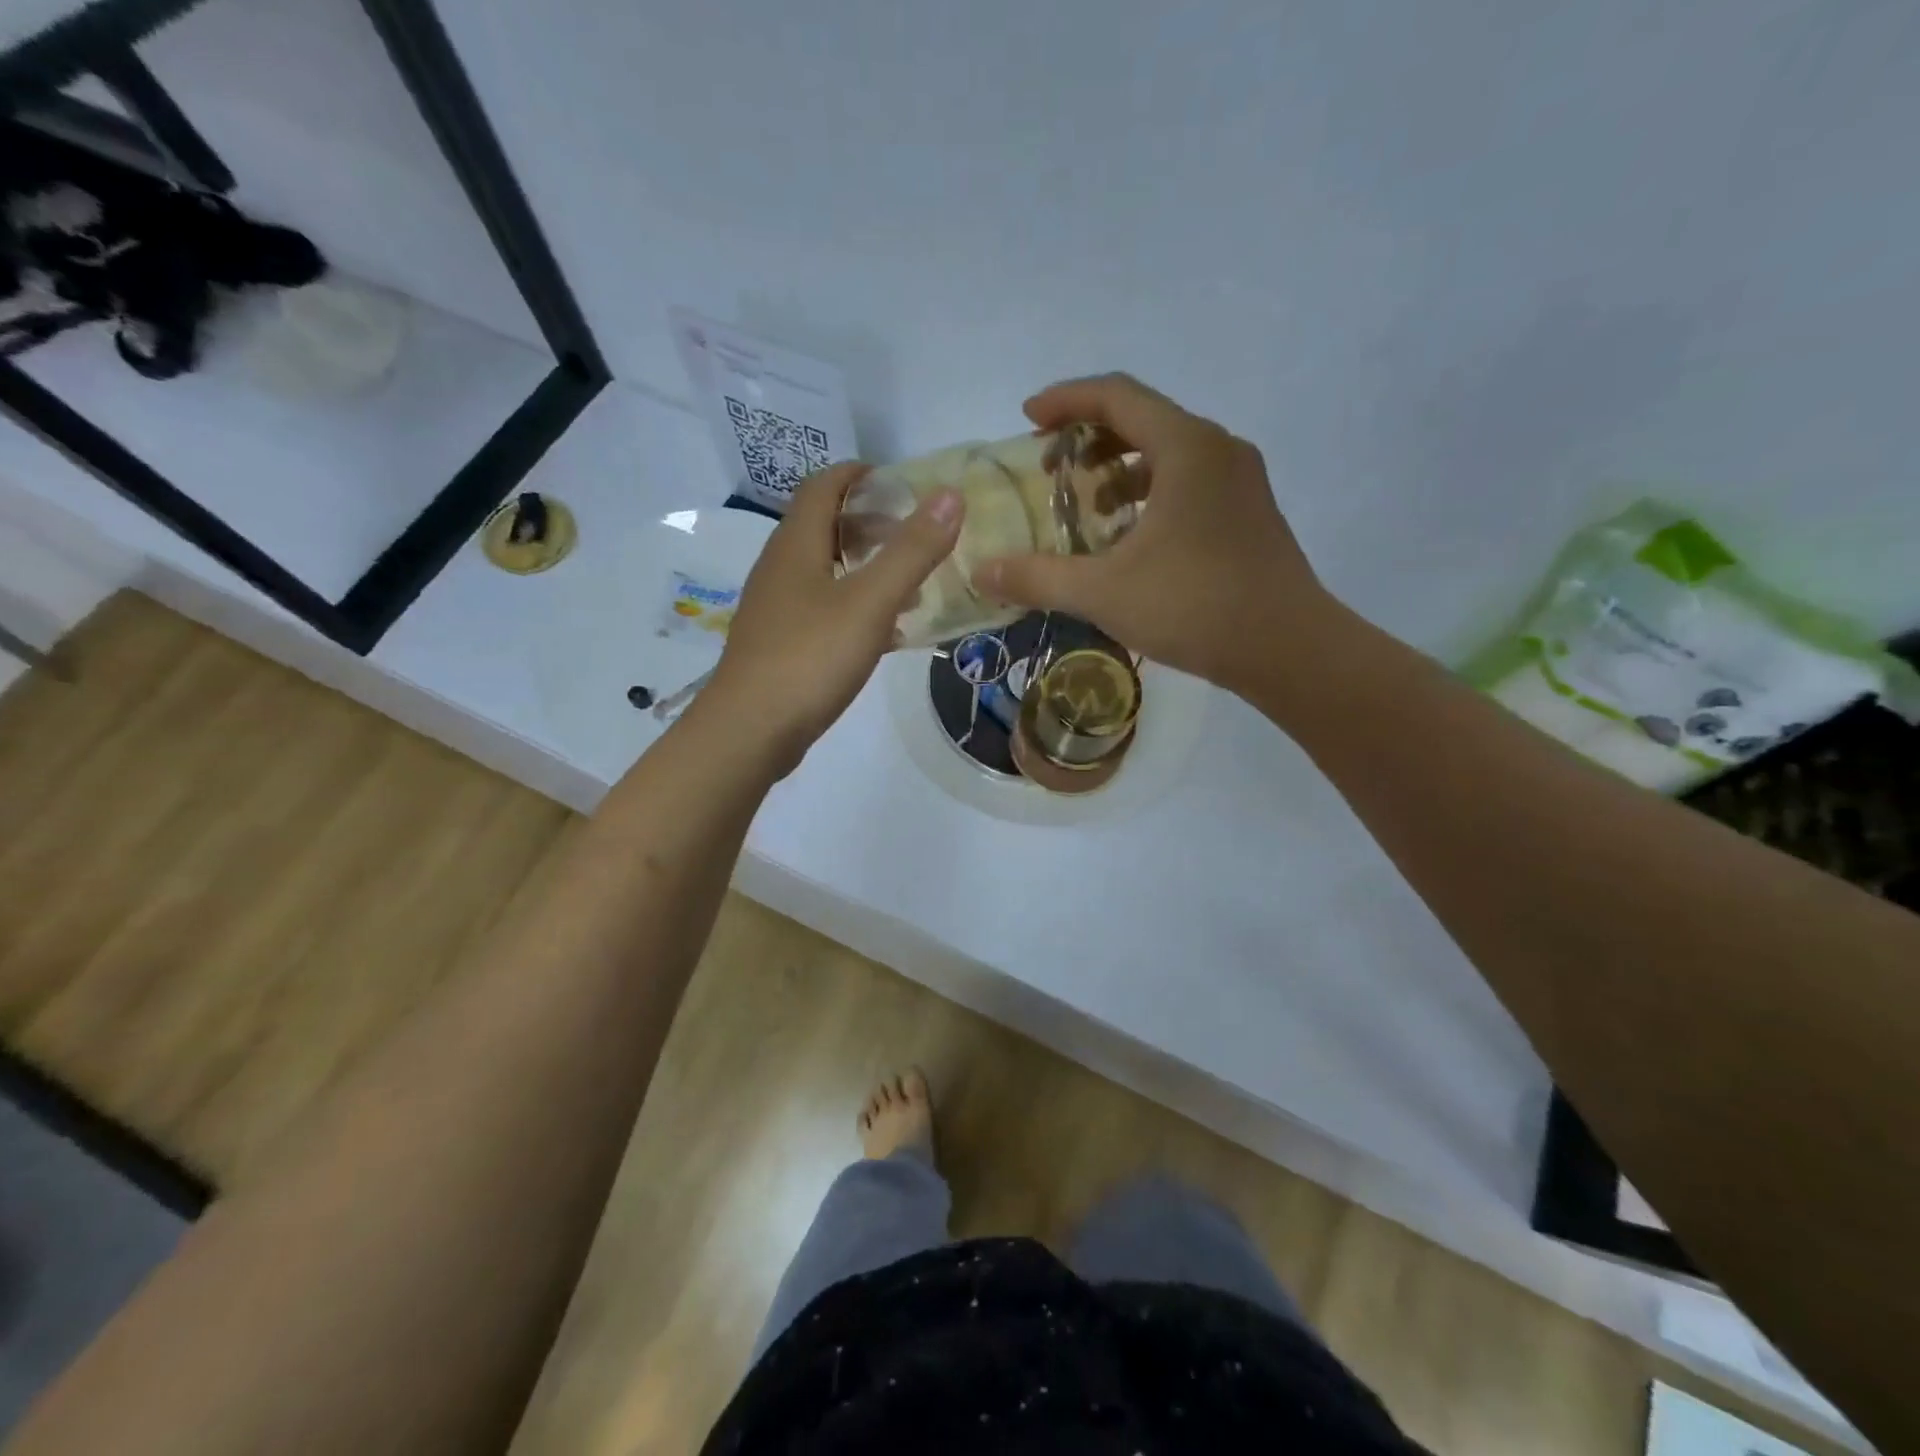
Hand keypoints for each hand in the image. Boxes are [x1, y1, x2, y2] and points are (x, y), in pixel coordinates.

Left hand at [695, 462, 963, 774]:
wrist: (750, 730)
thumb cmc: (811, 657)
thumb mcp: (870, 602)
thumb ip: (912, 551)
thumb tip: (950, 496)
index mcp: (796, 544)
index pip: (823, 485)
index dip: (860, 475)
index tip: (901, 483)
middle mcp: (779, 567)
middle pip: (822, 526)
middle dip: (869, 523)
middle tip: (913, 536)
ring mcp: (775, 608)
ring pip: (823, 570)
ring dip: (863, 567)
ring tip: (908, 585)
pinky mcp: (779, 643)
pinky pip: (820, 608)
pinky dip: (853, 605)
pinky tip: (882, 633)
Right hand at [970, 374, 1331, 694]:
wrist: (1289, 649)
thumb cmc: (1195, 606)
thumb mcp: (1103, 592)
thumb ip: (1037, 577)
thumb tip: (980, 571)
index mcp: (1186, 447)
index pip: (1116, 395)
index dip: (1065, 401)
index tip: (1027, 418)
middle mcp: (1218, 449)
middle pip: (1144, 419)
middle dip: (1089, 437)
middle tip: (1051, 469)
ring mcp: (1241, 481)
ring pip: (1169, 453)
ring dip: (1120, 469)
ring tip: (1087, 506)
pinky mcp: (1250, 513)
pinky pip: (1189, 482)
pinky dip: (1150, 492)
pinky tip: (1129, 538)